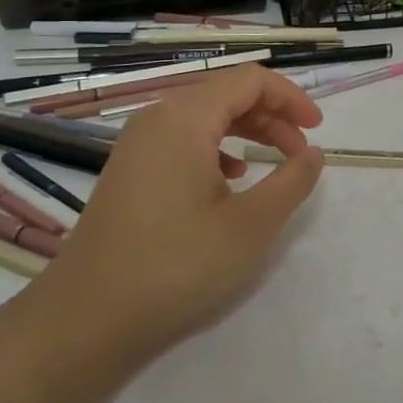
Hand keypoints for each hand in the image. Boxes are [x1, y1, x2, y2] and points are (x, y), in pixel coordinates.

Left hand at [6, 65, 325, 382]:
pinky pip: (183, 140)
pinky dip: (218, 148)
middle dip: (272, 115)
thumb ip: (291, 181)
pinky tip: (230, 180)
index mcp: (185, 119)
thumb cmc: (176, 266)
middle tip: (301, 151)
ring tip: (275, 162)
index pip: (250, 80)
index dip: (290, 98)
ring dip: (247, 131)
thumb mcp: (251, 226)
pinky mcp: (129, 172)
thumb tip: (312, 153)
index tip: (317, 130)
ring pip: (205, 117)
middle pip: (226, 94)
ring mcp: (137, 146)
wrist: (84, 321)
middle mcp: (157, 119)